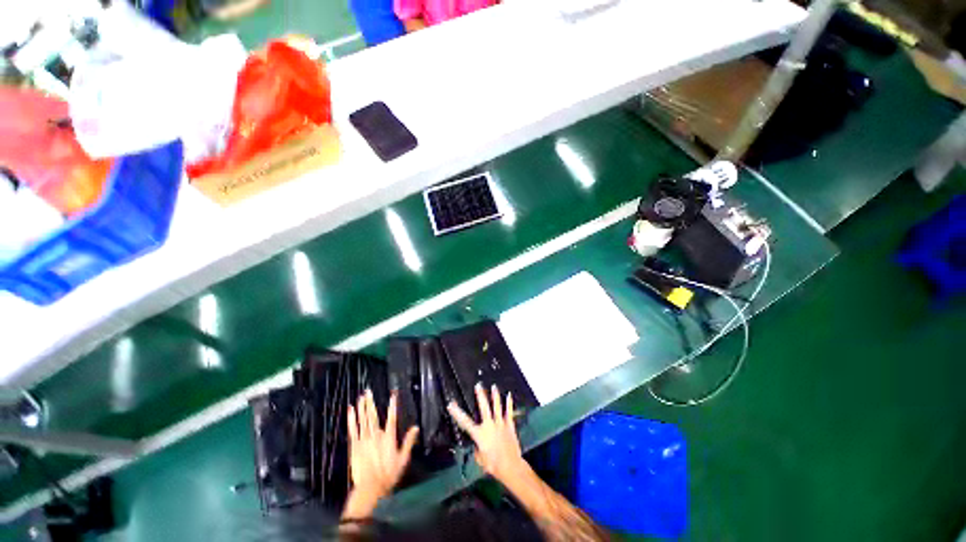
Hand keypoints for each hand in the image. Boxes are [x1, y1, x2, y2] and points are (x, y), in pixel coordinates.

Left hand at [343, 389, 418, 518]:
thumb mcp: (403, 459)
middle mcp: (376, 434)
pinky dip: (351, 419)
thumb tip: (416, 427)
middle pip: (373, 415)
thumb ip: (408, 441)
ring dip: (362, 407)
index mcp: (388, 436)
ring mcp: (364, 439)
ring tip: (361, 396)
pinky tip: (351, 410)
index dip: (393, 404)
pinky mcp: (355, 445)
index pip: (392, 416)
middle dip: (370, 402)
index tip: (393, 393)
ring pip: (363, 420)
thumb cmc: (388, 474)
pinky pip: (353, 429)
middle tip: (368, 391)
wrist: (370, 488)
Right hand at [448, 383, 525, 484]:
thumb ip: (477, 448)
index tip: (451, 404)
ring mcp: (500, 423)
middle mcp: (489, 425)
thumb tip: (478, 443)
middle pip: (484, 407)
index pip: (465, 422)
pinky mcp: (509, 425)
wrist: (510, 467)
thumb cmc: (493, 465)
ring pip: (497, 406)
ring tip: (493, 386)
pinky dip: (509, 403)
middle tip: (478, 385)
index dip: (457, 413)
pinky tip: (509, 395)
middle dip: (480, 395)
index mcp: (479, 434)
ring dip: (495, 395)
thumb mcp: (479, 459)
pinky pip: (509, 412)